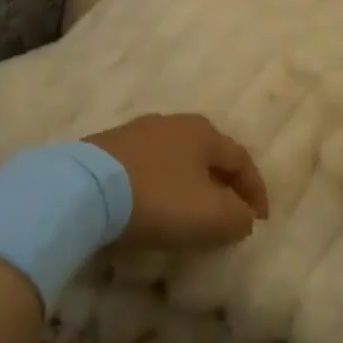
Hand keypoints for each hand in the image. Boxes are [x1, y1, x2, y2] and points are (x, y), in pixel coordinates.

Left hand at [87, 114, 268, 250]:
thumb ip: (238, 217)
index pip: (241, 160)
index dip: (255, 191)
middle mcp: (173, 123)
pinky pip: (146, 167)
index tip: (260, 220)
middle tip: (228, 211)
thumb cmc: (158, 199)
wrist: (83, 190)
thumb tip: (243, 216)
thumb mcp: (212, 216)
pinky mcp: (106, 148)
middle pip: (208, 154)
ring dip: (188, 183)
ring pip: (175, 159)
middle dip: (222, 183)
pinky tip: (152, 204)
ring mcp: (136, 132)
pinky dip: (158, 185)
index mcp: (203, 132)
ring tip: (189, 210)